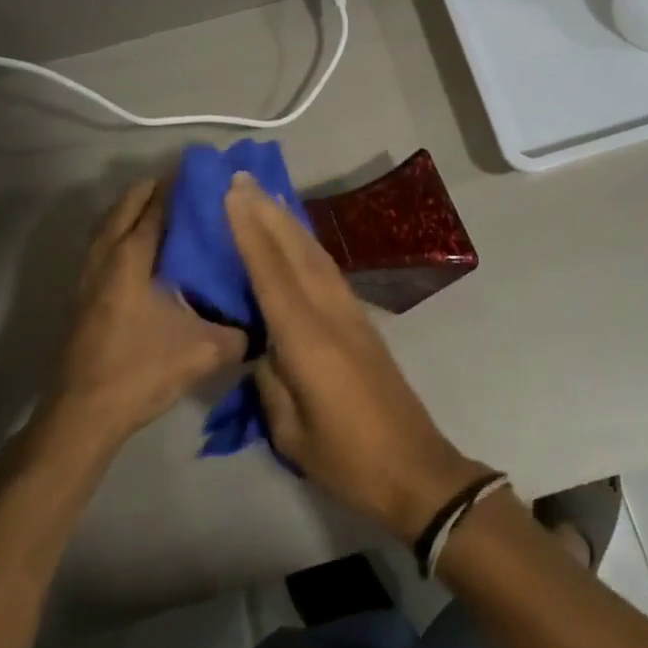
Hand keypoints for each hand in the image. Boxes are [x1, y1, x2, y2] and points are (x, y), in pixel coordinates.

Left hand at [44, 179, 246, 453]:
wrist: (83, 415)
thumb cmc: (140, 371)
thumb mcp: (203, 352)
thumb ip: (240, 333)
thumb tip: (265, 323)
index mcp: (132, 258)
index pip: (157, 205)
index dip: (180, 186)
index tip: (207, 178)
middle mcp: (106, 256)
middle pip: (127, 204)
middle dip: (157, 190)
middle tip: (192, 193)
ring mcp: (88, 274)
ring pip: (110, 223)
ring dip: (136, 210)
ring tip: (171, 214)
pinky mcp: (82, 294)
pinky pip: (104, 245)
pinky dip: (123, 233)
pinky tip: (148, 254)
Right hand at [225, 172, 491, 543]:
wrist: (416, 470)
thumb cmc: (348, 460)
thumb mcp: (291, 432)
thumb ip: (271, 381)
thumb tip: (261, 347)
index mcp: (308, 341)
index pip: (272, 274)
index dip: (250, 232)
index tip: (232, 194)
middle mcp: (331, 315)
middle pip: (296, 252)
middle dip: (269, 213)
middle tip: (243, 178)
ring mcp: (352, 315)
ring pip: (317, 256)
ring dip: (290, 223)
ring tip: (267, 195)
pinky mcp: (364, 323)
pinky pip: (329, 272)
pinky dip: (308, 247)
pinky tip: (298, 240)